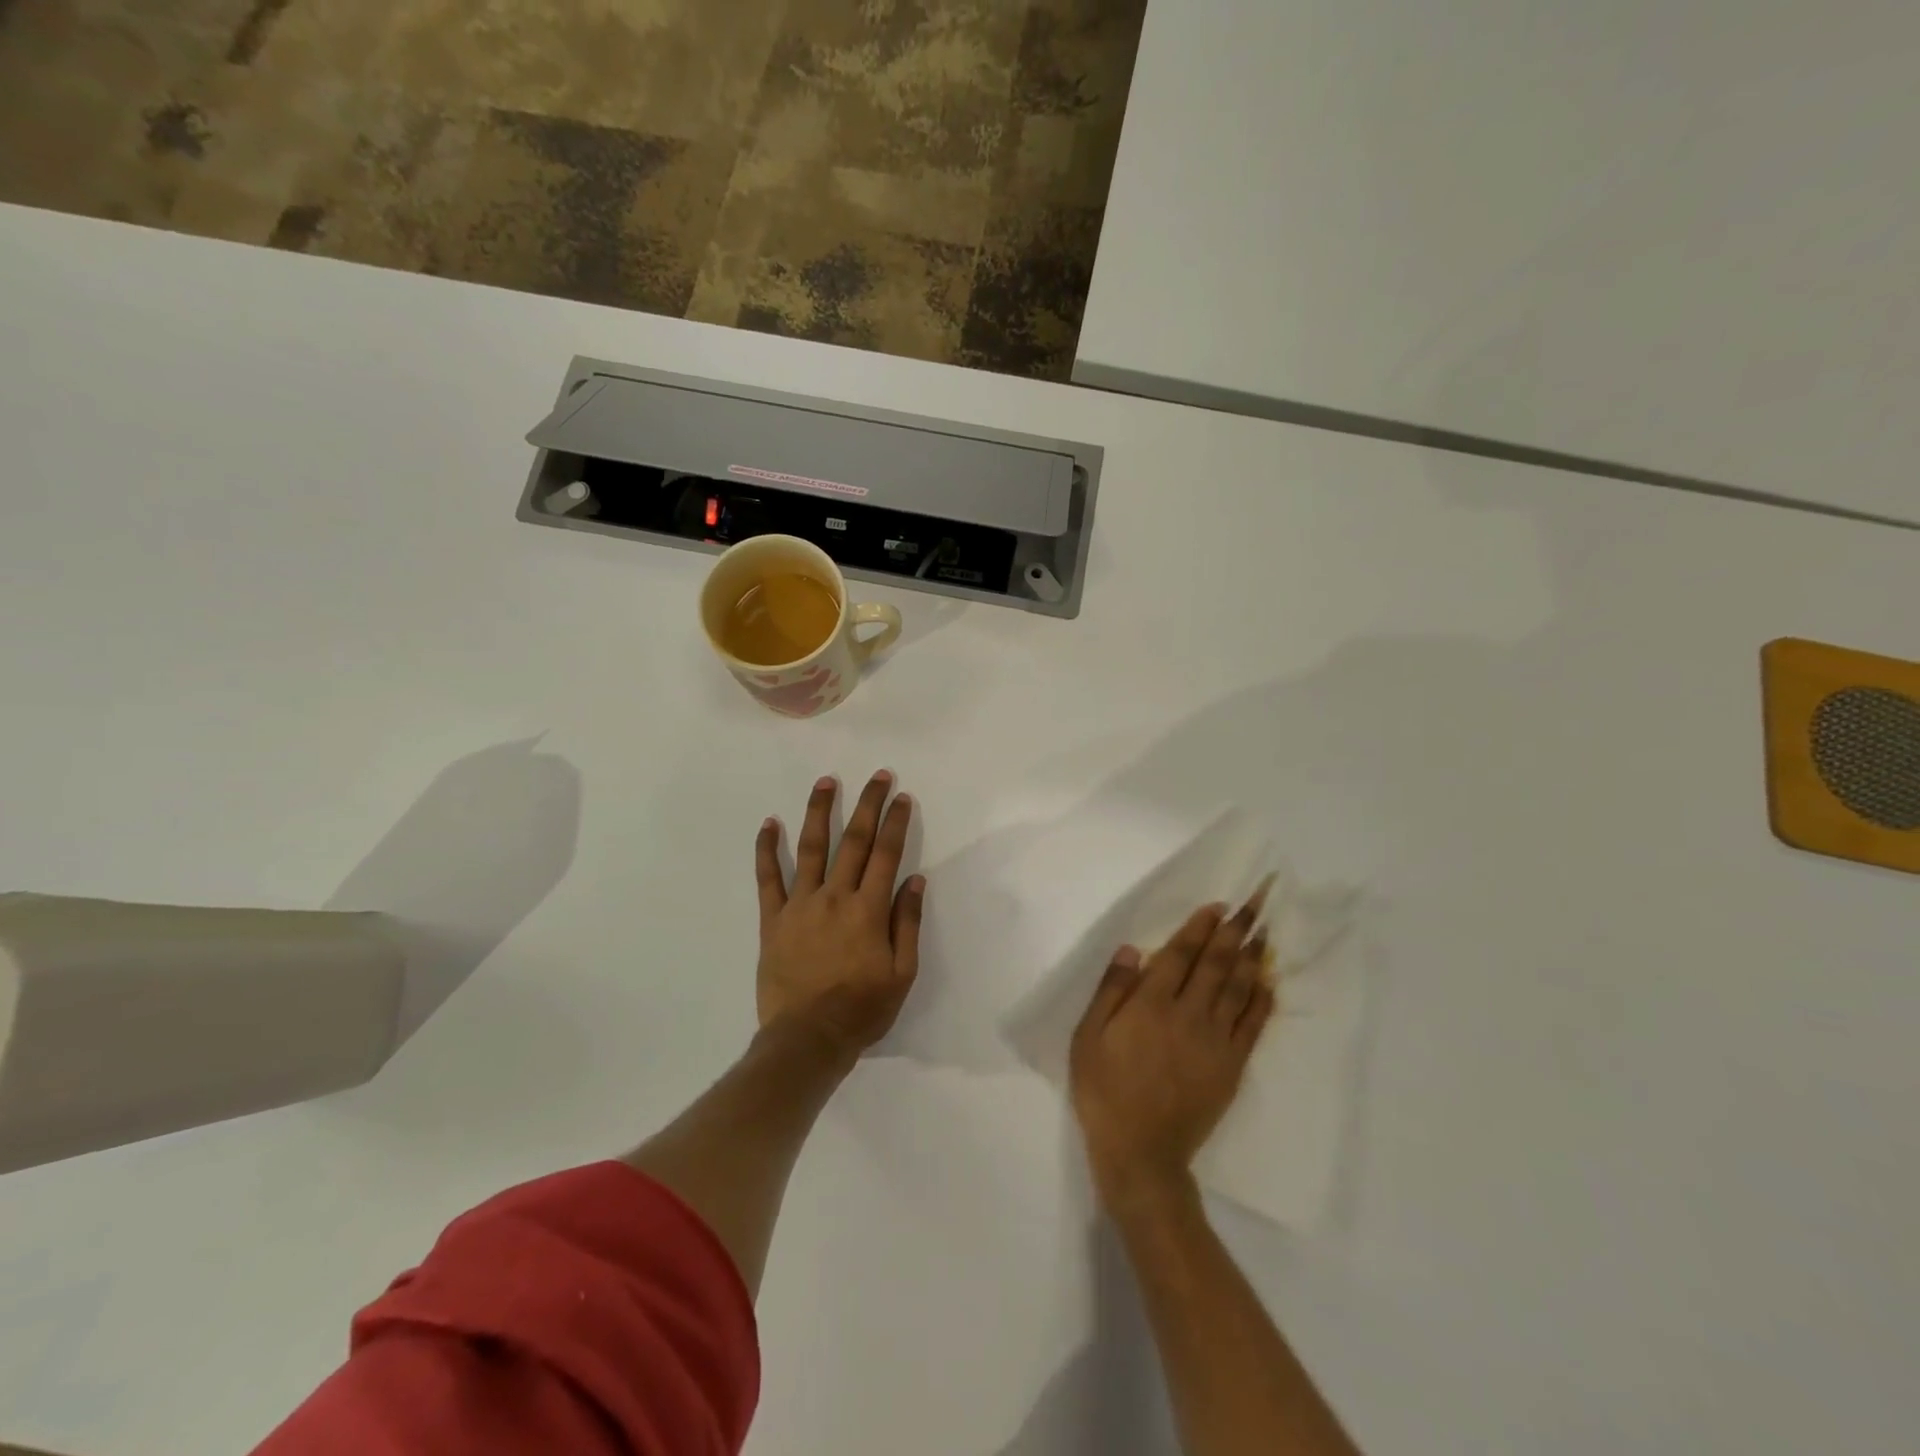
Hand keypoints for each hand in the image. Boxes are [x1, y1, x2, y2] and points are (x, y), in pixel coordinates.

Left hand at [754, 771, 925, 1057]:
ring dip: (818, 812)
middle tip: (877, 775)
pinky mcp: (772, 920)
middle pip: (853, 841)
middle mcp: (835, 897)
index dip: (895, 822)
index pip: (886, 854)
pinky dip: (767, 849)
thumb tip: (915, 880)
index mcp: (868, 910)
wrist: (807, 1040)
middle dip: (867, 805)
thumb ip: (908, 923)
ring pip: (810, 849)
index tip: (901, 796)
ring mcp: (799, 905)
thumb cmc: (862, 1010)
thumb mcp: (902, 973)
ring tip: (825, 782)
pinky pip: (768, 878)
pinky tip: (769, 823)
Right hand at [1069, 890, 1274, 1205]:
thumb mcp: (1088, 1038)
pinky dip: (1262, 1000)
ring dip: (1252, 956)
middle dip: (1235, 930)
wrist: (1141, 1153)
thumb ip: (1111, 991)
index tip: (1218, 905)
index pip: (1180, 955)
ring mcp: (1215, 1041)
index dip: (1199, 927)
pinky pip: (1253, 1026)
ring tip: (1264, 930)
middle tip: (1254, 903)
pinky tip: (1268, 981)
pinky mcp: (1232, 1066)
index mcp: (1151, 1005)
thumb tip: (1132, 949)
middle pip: (1216, 964)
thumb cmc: (1104, 1090)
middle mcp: (1188, 1014)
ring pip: (1239, 989)